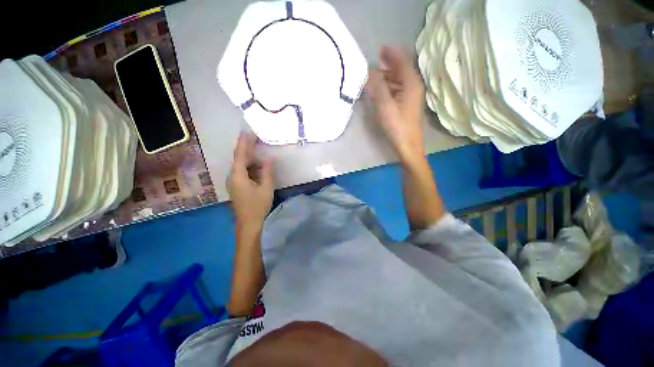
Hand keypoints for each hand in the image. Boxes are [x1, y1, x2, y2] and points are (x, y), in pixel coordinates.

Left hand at [227, 131, 274, 228]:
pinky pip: (243, 172)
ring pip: (241, 165)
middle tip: (255, 137)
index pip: (240, 154)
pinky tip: (258, 165)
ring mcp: (234, 182)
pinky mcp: (237, 186)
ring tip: (258, 148)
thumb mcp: (266, 188)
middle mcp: (233, 176)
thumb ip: (267, 171)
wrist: (248, 223)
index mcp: (238, 176)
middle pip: (239, 158)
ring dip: (250, 157)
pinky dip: (250, 166)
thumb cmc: (258, 205)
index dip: (243, 142)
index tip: (246, 131)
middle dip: (247, 147)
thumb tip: (269, 158)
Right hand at [365, 46, 425, 165]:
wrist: (409, 146)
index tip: (379, 49)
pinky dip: (390, 87)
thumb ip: (378, 87)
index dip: (391, 53)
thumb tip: (371, 70)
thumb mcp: (385, 106)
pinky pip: (399, 90)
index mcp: (411, 84)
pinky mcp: (409, 105)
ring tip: (374, 79)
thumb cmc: (397, 127)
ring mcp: (413, 97)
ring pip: (400, 80)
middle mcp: (414, 87)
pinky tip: (381, 92)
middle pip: (402, 70)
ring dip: (388, 77)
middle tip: (373, 65)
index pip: (402, 61)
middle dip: (388, 66)